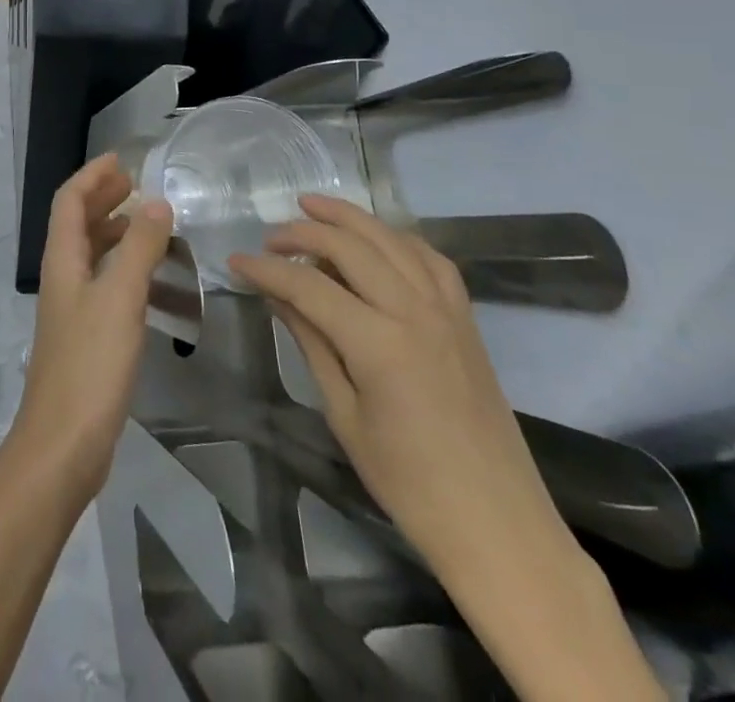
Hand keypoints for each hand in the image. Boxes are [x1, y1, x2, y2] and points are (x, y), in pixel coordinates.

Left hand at [10, 154, 173, 503]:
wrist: (63, 446)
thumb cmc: (89, 364)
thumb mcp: (120, 298)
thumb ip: (139, 248)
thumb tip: (156, 202)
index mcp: (63, 260)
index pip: (69, 200)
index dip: (92, 176)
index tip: (123, 160)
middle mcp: (64, 278)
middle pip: (80, 224)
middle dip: (107, 200)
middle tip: (141, 188)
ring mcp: (74, 310)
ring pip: (97, 257)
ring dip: (124, 237)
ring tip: (160, 232)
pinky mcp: (88, 339)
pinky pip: (110, 290)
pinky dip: (134, 277)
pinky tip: (164, 290)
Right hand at [227, 195, 567, 580]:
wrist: (499, 527)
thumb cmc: (410, 484)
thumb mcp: (345, 416)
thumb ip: (312, 343)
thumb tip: (276, 296)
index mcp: (380, 344)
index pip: (308, 286)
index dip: (266, 270)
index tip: (235, 263)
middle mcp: (415, 313)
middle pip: (350, 247)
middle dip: (303, 233)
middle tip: (268, 239)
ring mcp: (447, 312)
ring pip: (391, 240)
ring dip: (349, 218)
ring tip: (312, 206)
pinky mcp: (466, 320)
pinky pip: (431, 259)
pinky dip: (397, 238)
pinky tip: (376, 238)